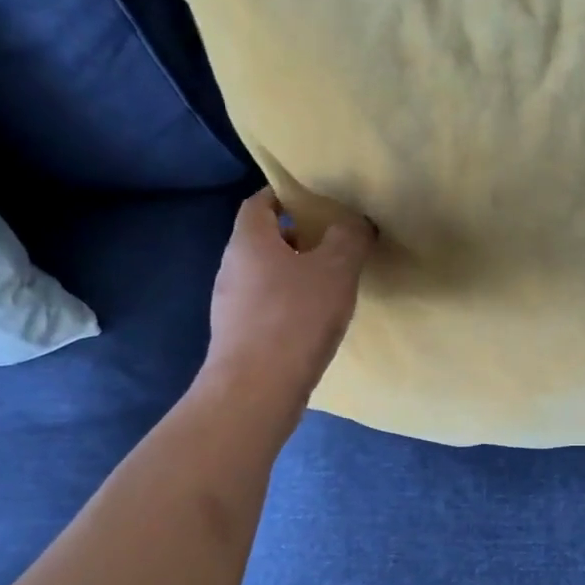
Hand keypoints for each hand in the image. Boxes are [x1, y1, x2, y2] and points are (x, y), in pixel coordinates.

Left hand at [202, 189, 374, 422]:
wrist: (257, 389)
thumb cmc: (295, 318)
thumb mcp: (336, 270)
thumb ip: (349, 238)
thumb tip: (354, 222)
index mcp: (249, 240)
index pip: (260, 202)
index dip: (286, 196)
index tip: (317, 203)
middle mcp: (232, 267)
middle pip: (264, 240)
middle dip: (297, 238)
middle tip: (334, 245)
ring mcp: (230, 305)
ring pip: (265, 276)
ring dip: (294, 275)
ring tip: (330, 286)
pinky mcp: (238, 337)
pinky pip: (266, 308)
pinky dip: (288, 306)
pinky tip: (314, 323)